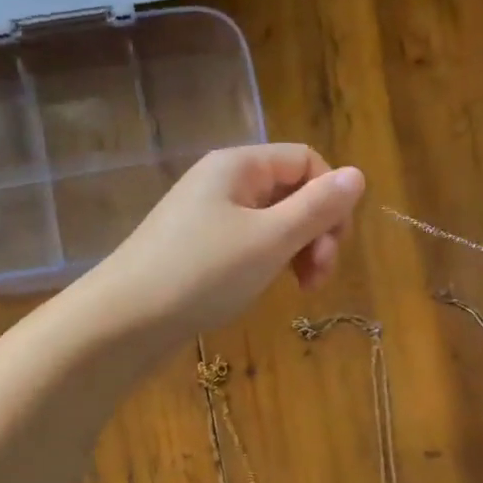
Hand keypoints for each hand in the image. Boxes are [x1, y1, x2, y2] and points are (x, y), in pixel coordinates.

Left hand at [86, 144, 365, 344]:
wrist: (124, 321)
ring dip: (297, 250)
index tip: (335, 247)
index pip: (307, 161)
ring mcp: (207, 216)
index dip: (331, 199)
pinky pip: (249, 243)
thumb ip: (317, 208)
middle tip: (317, 278)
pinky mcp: (197, 248)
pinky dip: (269, 262)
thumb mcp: (270, 240)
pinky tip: (267, 288)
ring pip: (273, 221)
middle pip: (291, 191)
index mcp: (239, 166)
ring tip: (300, 289)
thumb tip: (358, 175)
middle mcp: (223, 182)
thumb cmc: (202, 274)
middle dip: (317, 231)